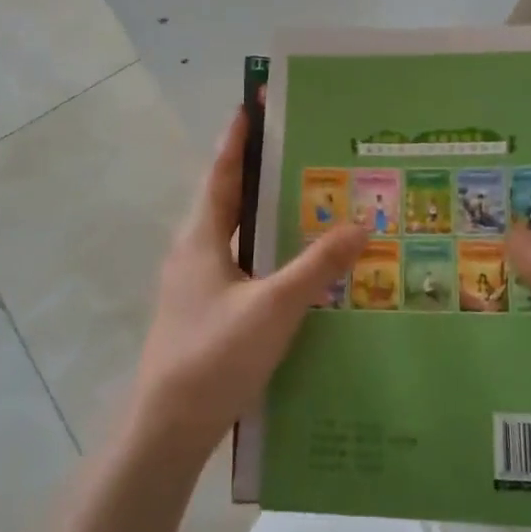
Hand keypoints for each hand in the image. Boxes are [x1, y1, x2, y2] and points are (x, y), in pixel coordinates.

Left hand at [127, 107, 367, 463]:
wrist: (169, 428)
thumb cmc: (215, 354)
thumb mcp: (275, 306)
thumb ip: (317, 265)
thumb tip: (361, 223)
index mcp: (201, 238)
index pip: (221, 171)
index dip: (238, 137)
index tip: (255, 103)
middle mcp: (195, 252)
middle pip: (229, 198)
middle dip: (260, 171)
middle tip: (301, 148)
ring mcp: (198, 284)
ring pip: (237, 234)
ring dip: (266, 214)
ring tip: (308, 199)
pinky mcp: (208, 311)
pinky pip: (243, 265)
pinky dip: (267, 252)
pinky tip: (297, 265)